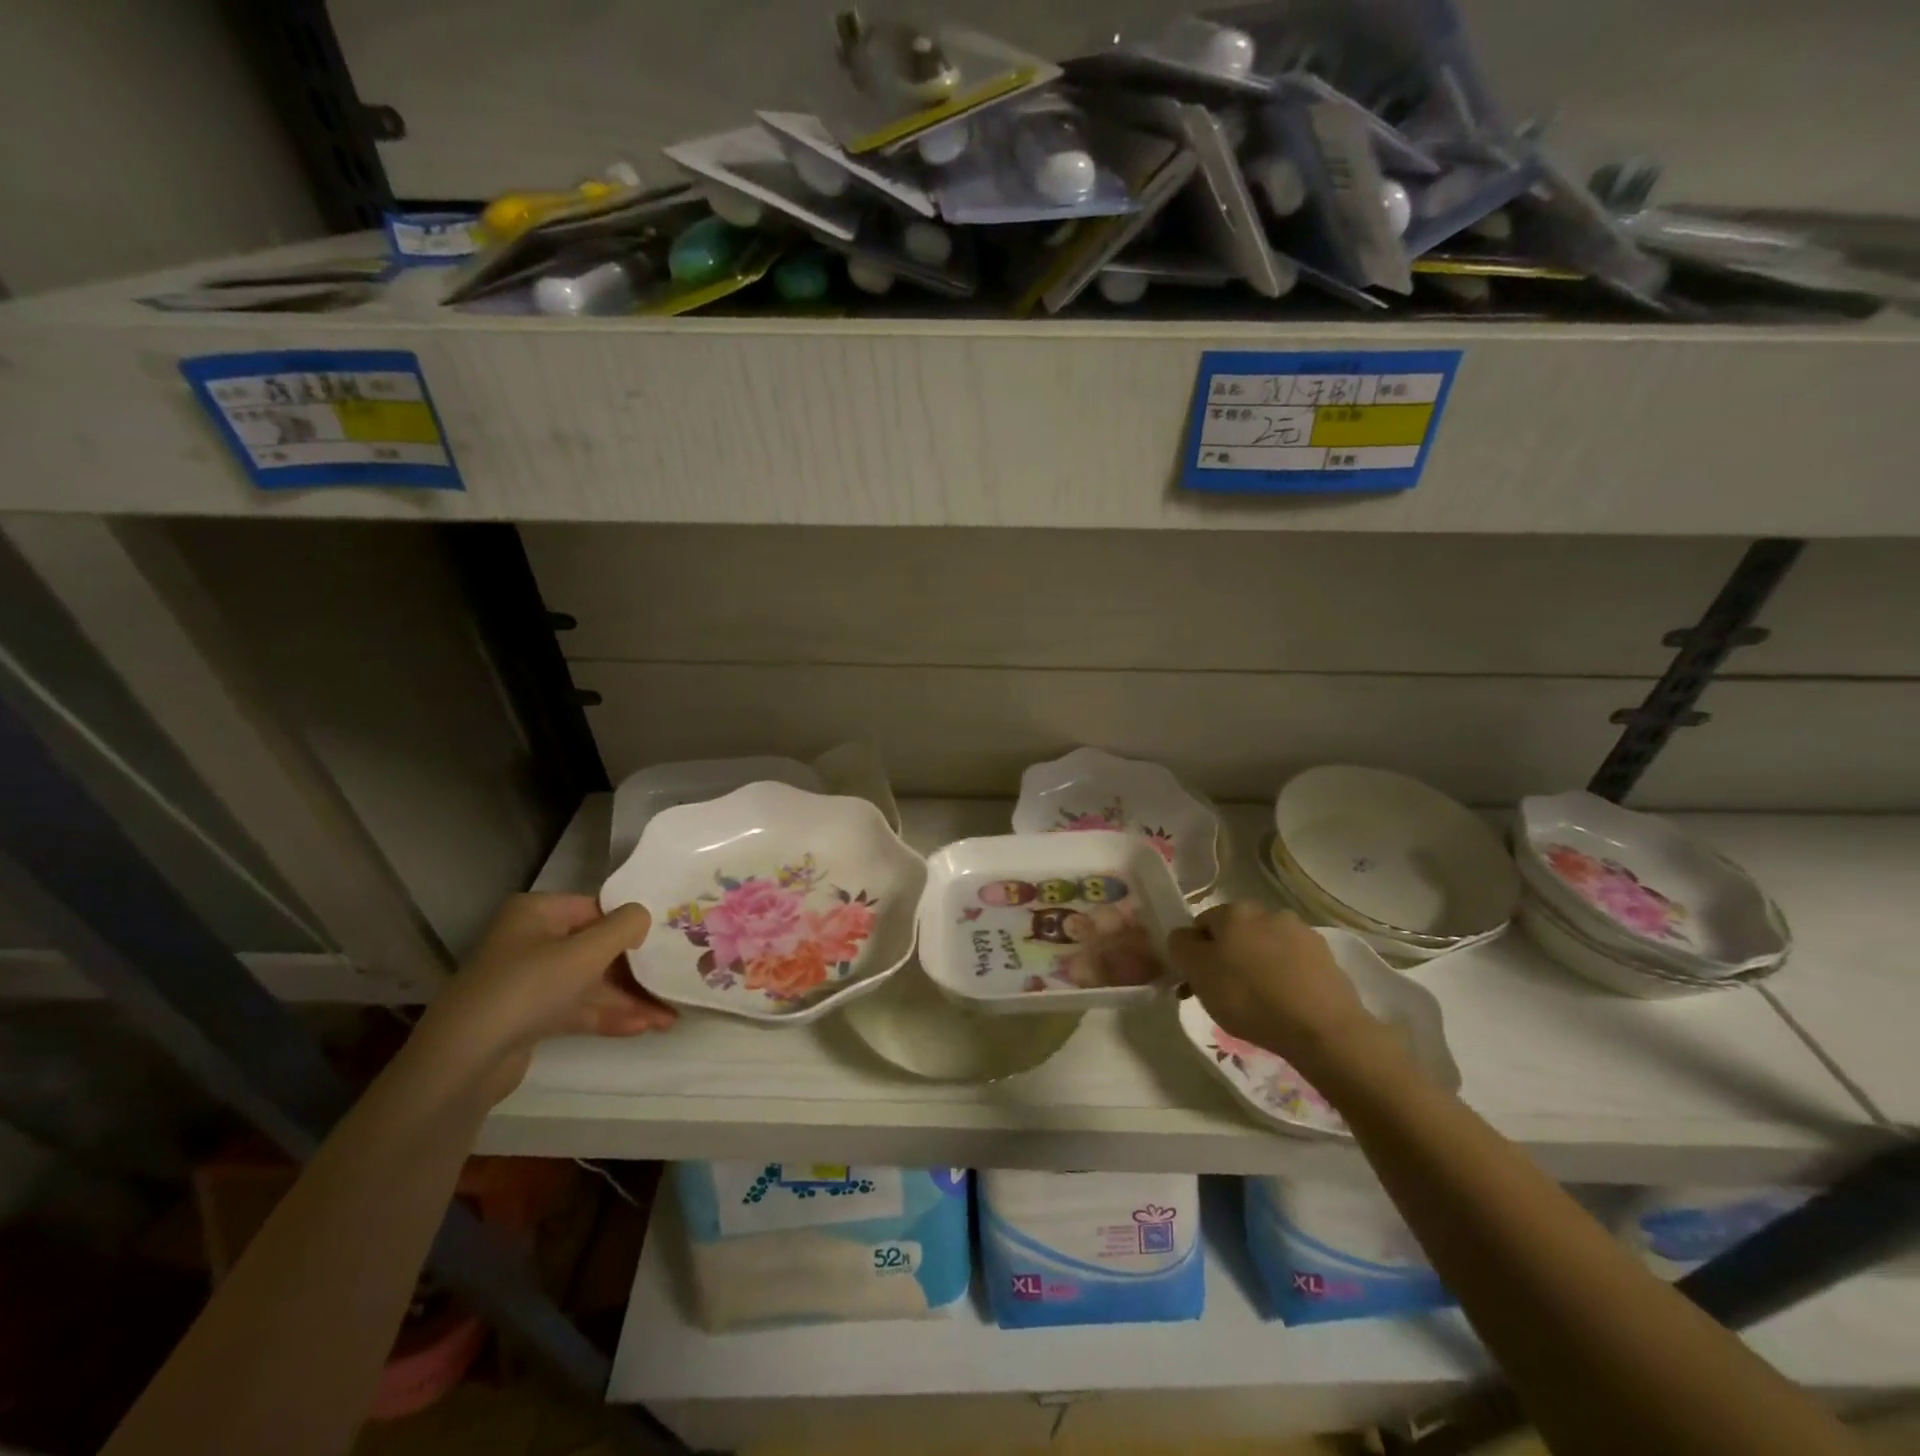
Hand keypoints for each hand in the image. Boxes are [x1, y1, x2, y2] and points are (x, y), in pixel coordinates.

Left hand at [410, 894, 675, 1102]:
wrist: (464, 1061)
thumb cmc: (529, 987)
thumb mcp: (587, 951)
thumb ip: (625, 926)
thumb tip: (643, 918)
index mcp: (537, 913)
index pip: (596, 909)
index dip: (631, 925)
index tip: (666, 941)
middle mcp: (531, 940)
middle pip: (596, 948)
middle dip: (636, 970)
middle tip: (673, 980)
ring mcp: (528, 981)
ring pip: (590, 982)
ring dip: (628, 998)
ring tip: (669, 1016)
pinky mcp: (529, 1017)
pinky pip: (577, 1008)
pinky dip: (607, 1015)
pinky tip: (642, 1027)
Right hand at [1168, 903, 1380, 1071]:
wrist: (1323, 1028)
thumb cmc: (1249, 997)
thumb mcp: (1197, 972)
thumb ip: (1180, 946)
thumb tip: (1184, 937)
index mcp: (1233, 911)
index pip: (1200, 925)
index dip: (1193, 954)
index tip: (1195, 984)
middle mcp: (1267, 912)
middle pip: (1234, 934)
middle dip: (1225, 959)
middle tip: (1222, 996)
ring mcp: (1301, 933)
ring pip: (1264, 948)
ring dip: (1255, 967)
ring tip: (1256, 1004)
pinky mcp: (1326, 957)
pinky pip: (1291, 964)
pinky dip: (1283, 978)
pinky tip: (1283, 1004)